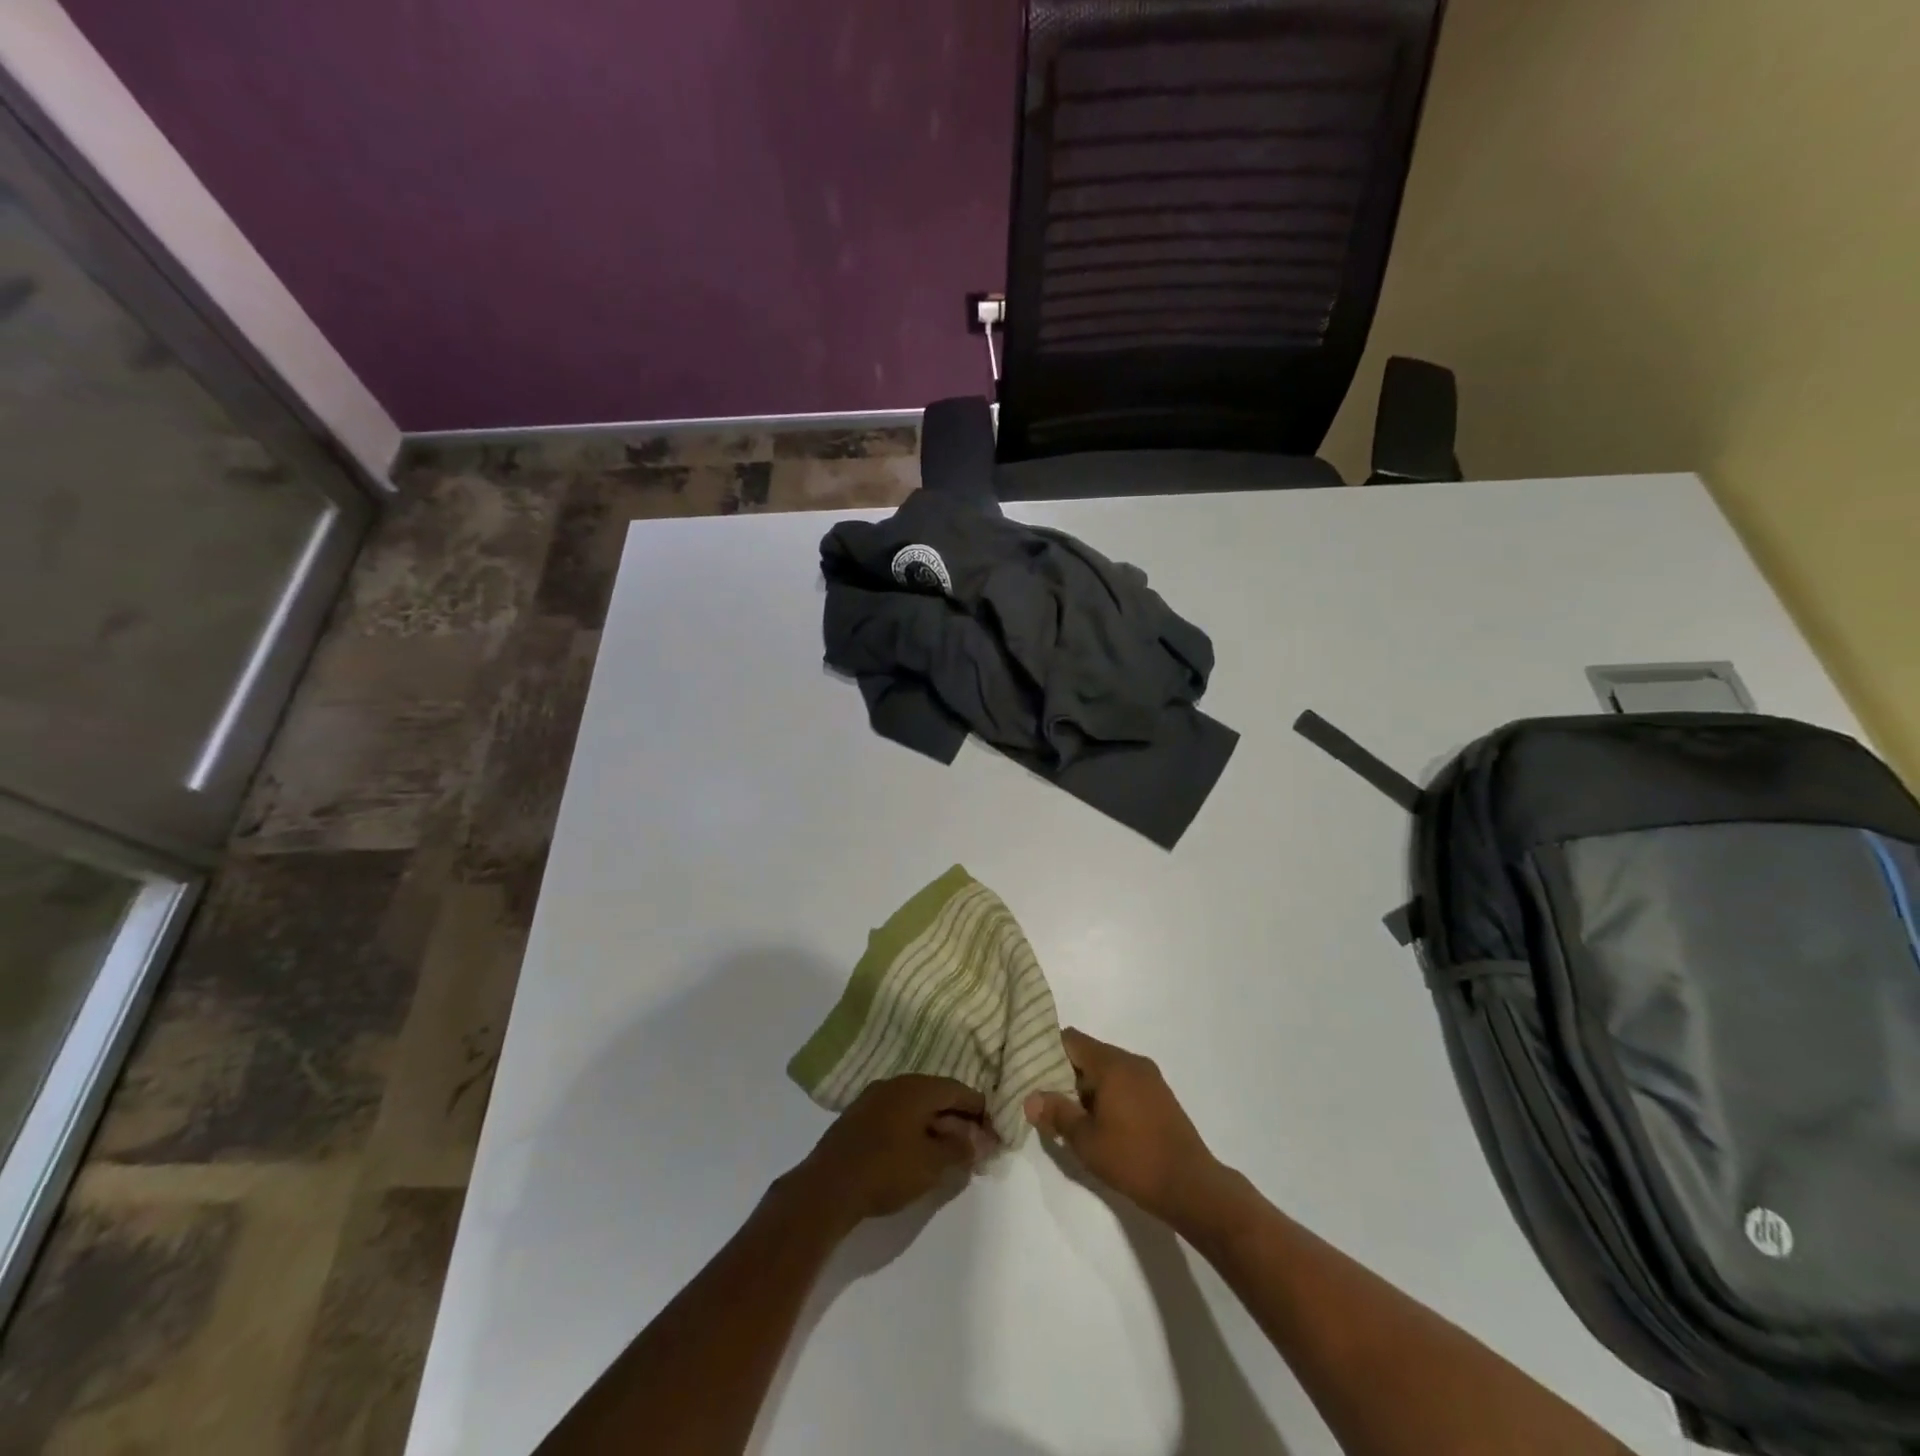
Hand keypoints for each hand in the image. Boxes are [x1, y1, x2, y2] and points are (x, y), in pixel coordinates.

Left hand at [788, 1075, 996, 1229]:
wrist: (827, 1187)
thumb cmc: (886, 1170)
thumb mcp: (932, 1164)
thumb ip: (960, 1149)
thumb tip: (979, 1139)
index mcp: (917, 1087)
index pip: (958, 1090)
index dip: (980, 1110)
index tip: (994, 1131)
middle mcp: (896, 1083)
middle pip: (937, 1094)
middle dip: (958, 1118)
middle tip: (975, 1145)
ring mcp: (874, 1098)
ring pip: (916, 1105)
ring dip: (936, 1124)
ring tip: (949, 1151)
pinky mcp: (859, 1117)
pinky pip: (897, 1114)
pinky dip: (914, 1128)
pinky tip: (917, 1151)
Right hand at [1025, 1028, 1228, 1228]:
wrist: (1192, 1186)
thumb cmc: (1134, 1159)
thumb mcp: (1086, 1140)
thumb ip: (1057, 1113)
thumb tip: (1030, 1098)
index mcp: (1112, 1064)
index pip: (1071, 1039)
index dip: (1048, 1051)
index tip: (1031, 1070)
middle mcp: (1132, 1061)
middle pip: (1089, 1053)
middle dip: (1066, 1073)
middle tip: (1046, 1098)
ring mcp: (1150, 1078)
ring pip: (1107, 1070)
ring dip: (1087, 1087)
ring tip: (1069, 1114)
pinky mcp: (1161, 1096)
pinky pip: (1125, 1083)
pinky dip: (1108, 1094)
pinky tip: (1100, 1123)